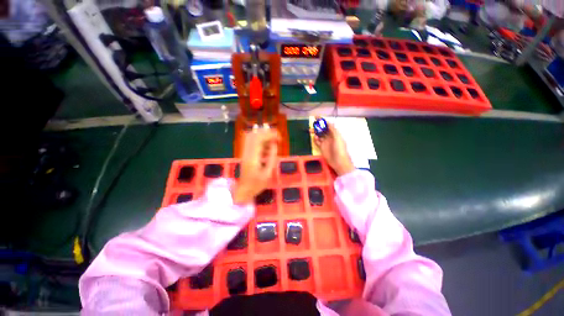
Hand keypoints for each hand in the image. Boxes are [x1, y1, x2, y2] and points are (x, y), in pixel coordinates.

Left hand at [231, 127, 279, 204]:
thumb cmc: (256, 185)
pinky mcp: (245, 154)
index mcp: (253, 157)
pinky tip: (267, 150)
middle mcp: (247, 152)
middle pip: (255, 134)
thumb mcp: (268, 173)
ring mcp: (245, 152)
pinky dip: (261, 143)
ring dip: (264, 137)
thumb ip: (271, 157)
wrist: (243, 191)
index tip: (280, 139)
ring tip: (274, 144)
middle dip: (267, 133)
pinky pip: (253, 143)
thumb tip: (274, 145)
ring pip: (252, 137)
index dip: (270, 135)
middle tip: (277, 139)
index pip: (259, 138)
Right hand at [312, 120, 354, 176]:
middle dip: (317, 126)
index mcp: (334, 133)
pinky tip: (315, 138)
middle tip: (312, 124)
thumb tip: (328, 122)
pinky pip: (317, 142)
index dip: (322, 121)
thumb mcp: (338, 138)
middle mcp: (329, 137)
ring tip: (310, 131)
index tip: (316, 117)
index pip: (327, 125)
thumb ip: (333, 130)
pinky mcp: (322, 148)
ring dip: (315, 132)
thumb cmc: (340, 149)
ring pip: (319, 135)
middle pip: (322, 129)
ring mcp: (325, 142)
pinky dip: (315, 139)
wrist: (339, 161)